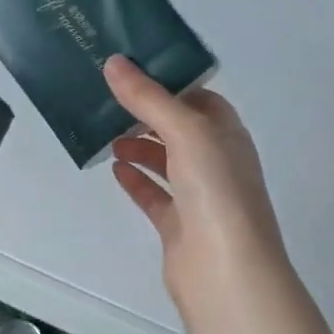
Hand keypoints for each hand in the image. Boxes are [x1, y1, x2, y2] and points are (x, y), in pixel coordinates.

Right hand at [103, 55, 288, 318]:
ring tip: (107, 134)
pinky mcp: (179, 226)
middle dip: (147, 115)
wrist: (226, 271)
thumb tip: (114, 62)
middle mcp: (216, 162)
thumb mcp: (185, 132)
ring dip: (139, 146)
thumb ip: (149, 98)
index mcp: (227, 135)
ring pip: (166, 162)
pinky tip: (114, 169)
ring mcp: (199, 196)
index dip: (169, 84)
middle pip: (179, 129)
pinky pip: (155, 196)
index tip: (131, 72)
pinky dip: (136, 180)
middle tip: (108, 100)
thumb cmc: (216, 191)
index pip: (199, 98)